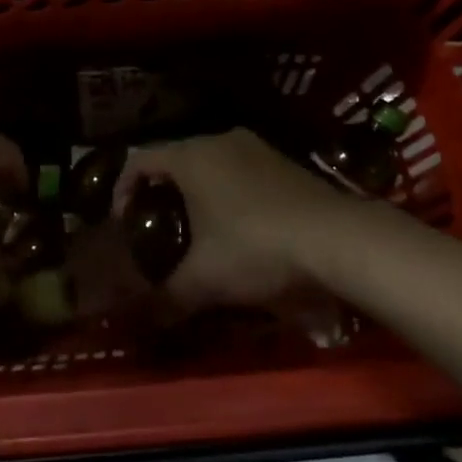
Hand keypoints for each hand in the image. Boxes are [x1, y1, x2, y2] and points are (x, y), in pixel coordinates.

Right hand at [112, 128, 351, 309]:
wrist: (337, 238)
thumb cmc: (256, 248)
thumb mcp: (205, 280)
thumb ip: (167, 297)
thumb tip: (141, 321)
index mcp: (191, 156)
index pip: (140, 159)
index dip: (123, 188)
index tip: (124, 222)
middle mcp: (219, 140)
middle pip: (175, 157)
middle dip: (161, 190)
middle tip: (158, 227)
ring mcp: (256, 147)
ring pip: (211, 162)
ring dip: (197, 189)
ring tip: (197, 228)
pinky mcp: (283, 161)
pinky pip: (240, 169)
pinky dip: (228, 190)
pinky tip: (239, 225)